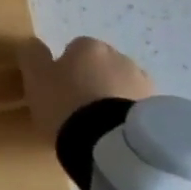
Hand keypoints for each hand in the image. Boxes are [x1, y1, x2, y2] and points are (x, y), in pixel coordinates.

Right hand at [17, 36, 155, 144]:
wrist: (111, 145)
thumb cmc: (67, 104)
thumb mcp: (35, 78)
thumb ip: (32, 56)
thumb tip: (34, 44)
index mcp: (90, 46)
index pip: (74, 50)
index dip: (64, 71)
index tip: (58, 92)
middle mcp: (120, 58)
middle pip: (100, 68)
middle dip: (92, 83)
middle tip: (77, 110)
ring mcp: (144, 85)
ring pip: (120, 88)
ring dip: (111, 100)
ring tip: (98, 128)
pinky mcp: (158, 112)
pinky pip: (135, 110)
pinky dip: (126, 118)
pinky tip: (115, 137)